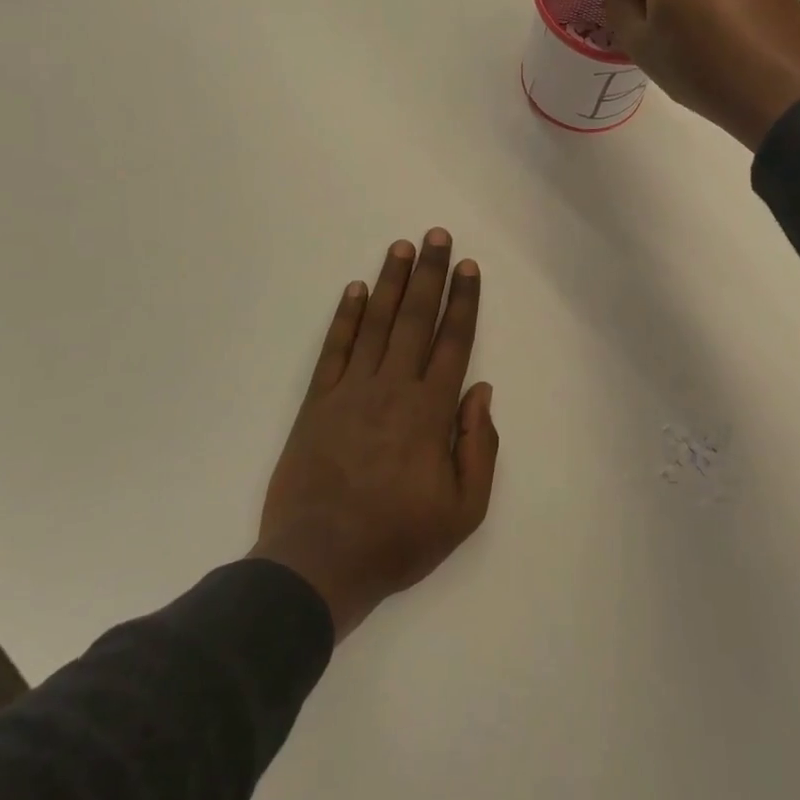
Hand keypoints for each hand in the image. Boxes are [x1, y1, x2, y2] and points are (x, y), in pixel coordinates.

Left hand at [251, 230, 497, 640]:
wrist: (318, 564)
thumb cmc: (398, 539)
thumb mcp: (463, 511)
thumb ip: (479, 447)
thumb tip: (482, 392)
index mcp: (431, 412)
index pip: (453, 342)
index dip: (463, 302)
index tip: (468, 268)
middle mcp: (393, 388)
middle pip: (416, 319)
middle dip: (429, 274)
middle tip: (436, 235)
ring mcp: (351, 391)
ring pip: (377, 324)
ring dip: (391, 282)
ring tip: (402, 247)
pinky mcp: (317, 402)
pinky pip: (335, 349)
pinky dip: (346, 317)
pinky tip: (355, 290)